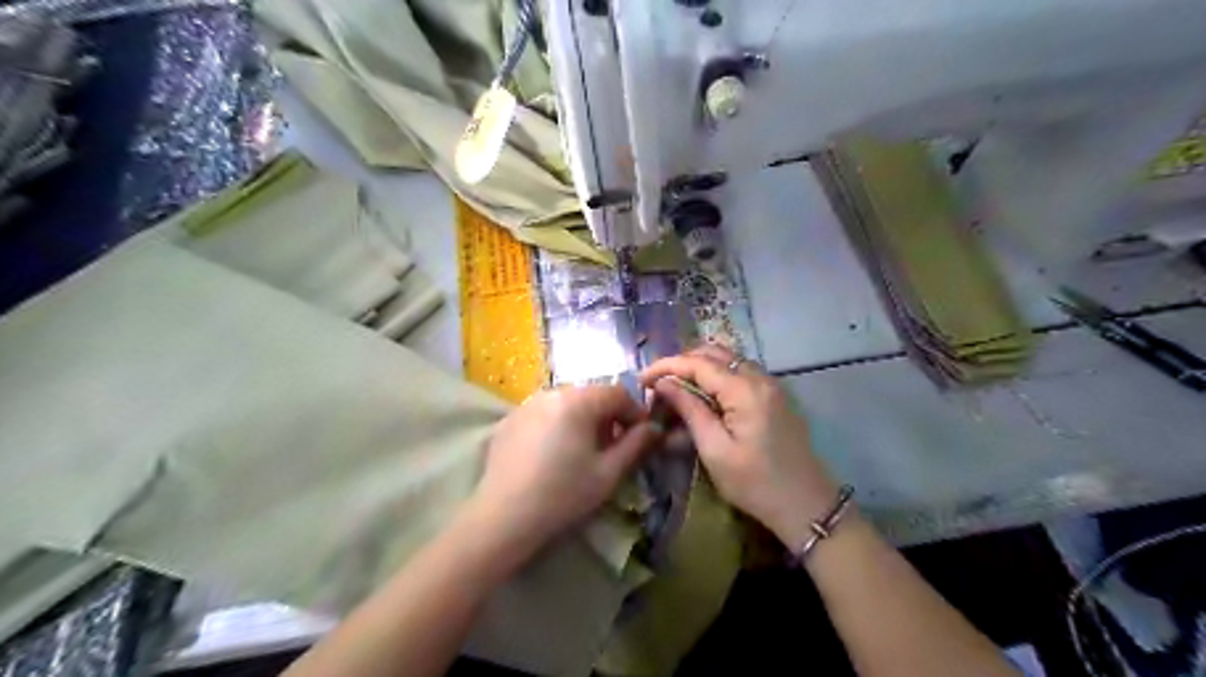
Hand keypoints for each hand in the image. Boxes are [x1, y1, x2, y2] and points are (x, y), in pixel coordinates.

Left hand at [467, 383, 659, 563]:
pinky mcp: (508, 420)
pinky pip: (543, 414)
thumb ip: (636, 444)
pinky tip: (553, 454)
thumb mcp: (608, 473)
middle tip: (613, 446)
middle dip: (608, 415)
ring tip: (583, 450)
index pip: (618, 393)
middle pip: (591, 395)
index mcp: (579, 401)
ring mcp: (526, 404)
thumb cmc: (564, 494)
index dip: (635, 412)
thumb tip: (654, 427)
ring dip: (582, 419)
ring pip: (566, 403)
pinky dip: (556, 425)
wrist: (503, 518)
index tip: (641, 436)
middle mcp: (551, 393)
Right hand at [639, 345, 839, 546]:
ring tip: (675, 388)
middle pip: (714, 352)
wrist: (807, 505)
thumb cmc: (755, 484)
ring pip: (728, 359)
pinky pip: (740, 372)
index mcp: (745, 390)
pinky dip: (717, 376)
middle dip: (682, 362)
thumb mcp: (715, 450)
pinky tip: (702, 395)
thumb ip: (689, 410)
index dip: (667, 366)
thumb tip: (663, 383)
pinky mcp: (774, 395)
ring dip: (699, 367)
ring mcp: (771, 384)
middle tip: (658, 383)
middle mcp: (760, 377)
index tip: (641, 378)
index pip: (698, 363)